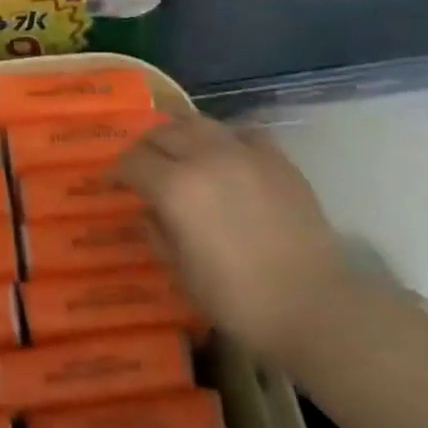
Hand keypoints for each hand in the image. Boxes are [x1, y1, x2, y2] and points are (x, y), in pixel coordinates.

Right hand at [118, 115, 349, 361]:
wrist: (315, 305)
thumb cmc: (238, 298)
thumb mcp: (182, 272)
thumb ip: (157, 233)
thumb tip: (147, 211)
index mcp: (175, 187)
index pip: (132, 162)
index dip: (116, 171)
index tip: (112, 182)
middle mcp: (205, 158)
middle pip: (162, 133)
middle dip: (145, 147)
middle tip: (141, 165)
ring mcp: (244, 153)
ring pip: (199, 122)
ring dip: (180, 132)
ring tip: (178, 149)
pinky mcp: (277, 160)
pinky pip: (243, 132)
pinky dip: (226, 137)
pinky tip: (226, 154)